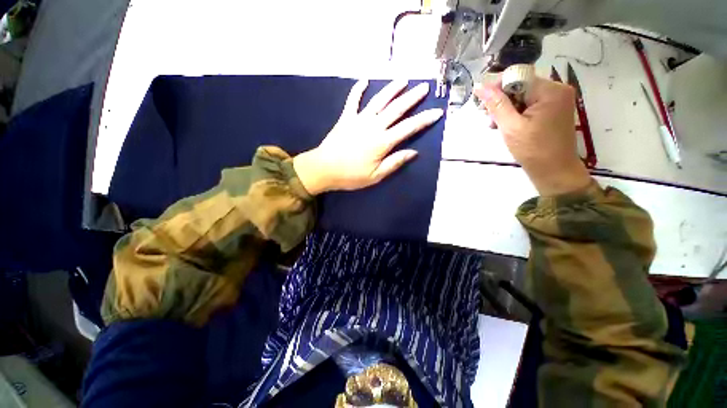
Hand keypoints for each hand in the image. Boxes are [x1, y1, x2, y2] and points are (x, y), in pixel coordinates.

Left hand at [294, 80, 442, 194]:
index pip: (408, 128)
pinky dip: (358, 89)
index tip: (437, 112)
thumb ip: (394, 163)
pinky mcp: (346, 118)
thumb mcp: (375, 176)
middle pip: (396, 109)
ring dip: (391, 89)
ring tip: (403, 80)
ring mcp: (358, 119)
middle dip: (412, 98)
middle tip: (424, 87)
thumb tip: (413, 152)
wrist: (324, 169)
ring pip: (378, 100)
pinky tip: (364, 80)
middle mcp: (373, 126)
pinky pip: (353, 100)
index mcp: (382, 142)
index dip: (424, 120)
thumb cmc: (351, 176)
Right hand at [474, 77, 591, 195]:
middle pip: (521, 86)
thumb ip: (496, 105)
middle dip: (501, 101)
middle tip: (489, 119)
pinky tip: (506, 125)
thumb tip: (480, 87)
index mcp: (550, 91)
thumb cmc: (533, 150)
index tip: (481, 102)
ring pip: (523, 96)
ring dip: (506, 109)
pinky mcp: (553, 110)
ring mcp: (556, 100)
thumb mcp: (510, 127)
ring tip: (495, 125)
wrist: (554, 171)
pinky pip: (530, 104)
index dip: (497, 87)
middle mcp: (557, 90)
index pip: (518, 77)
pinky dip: (516, 113)